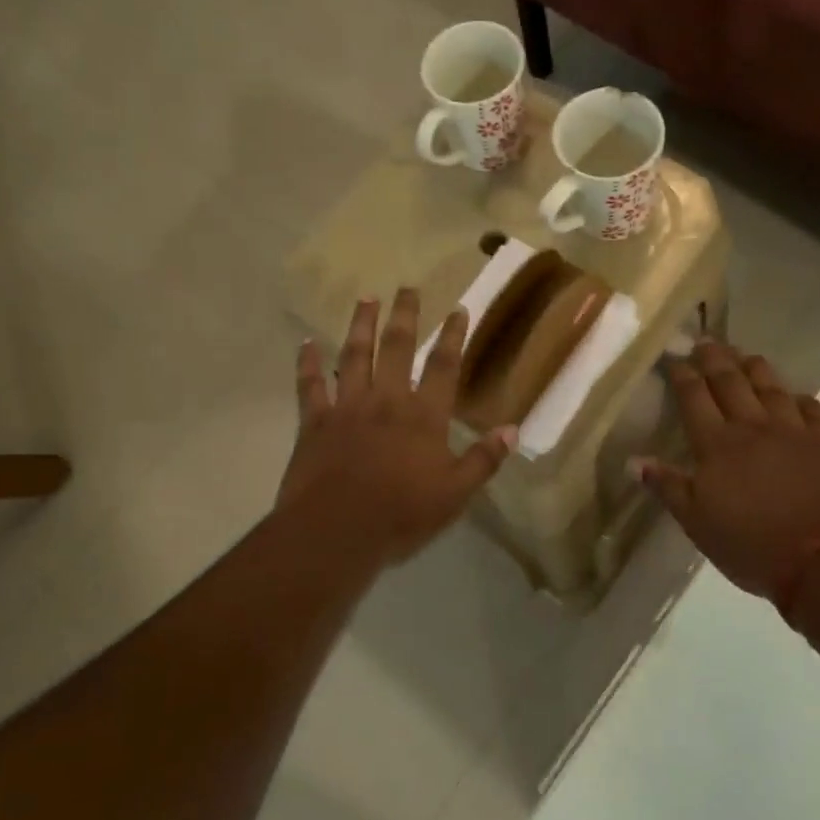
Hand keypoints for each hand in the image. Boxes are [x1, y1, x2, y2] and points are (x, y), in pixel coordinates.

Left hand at [277, 289, 515, 564]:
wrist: (336, 532)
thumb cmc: (400, 515)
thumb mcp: (454, 494)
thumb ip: (483, 460)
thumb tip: (513, 430)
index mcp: (424, 416)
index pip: (444, 366)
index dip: (453, 336)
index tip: (458, 309)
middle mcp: (386, 400)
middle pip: (397, 348)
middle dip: (404, 316)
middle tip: (407, 287)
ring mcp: (347, 407)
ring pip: (354, 355)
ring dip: (361, 325)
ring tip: (366, 299)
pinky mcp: (315, 422)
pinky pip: (311, 386)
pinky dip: (308, 364)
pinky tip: (306, 343)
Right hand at [637, 340, 819, 607]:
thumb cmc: (752, 545)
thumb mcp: (697, 523)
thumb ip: (667, 487)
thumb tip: (633, 459)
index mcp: (717, 445)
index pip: (694, 397)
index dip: (682, 374)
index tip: (673, 357)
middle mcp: (753, 427)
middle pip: (731, 381)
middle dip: (715, 358)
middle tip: (705, 340)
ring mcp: (794, 432)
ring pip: (771, 387)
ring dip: (755, 367)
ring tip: (744, 355)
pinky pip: (812, 410)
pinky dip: (800, 398)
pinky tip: (794, 396)